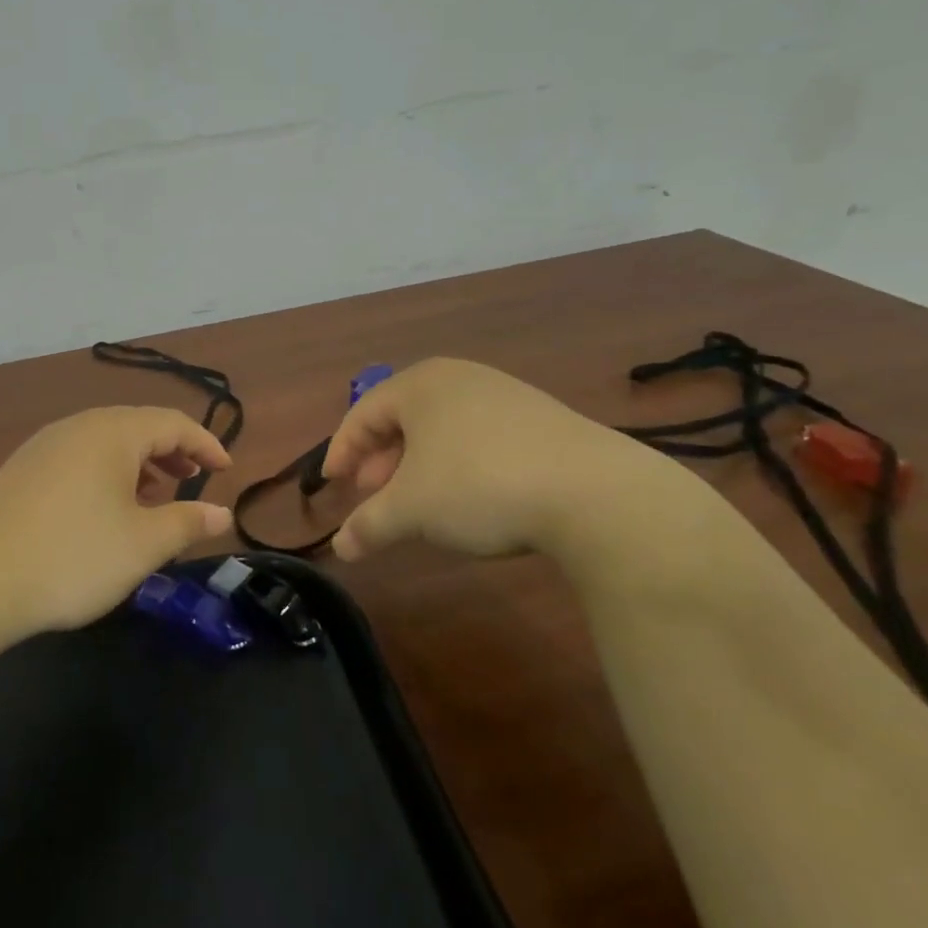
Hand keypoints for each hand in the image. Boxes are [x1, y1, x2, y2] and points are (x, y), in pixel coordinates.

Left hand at [0, 406, 234, 631]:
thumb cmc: (73, 555)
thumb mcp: (143, 544)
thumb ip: (187, 522)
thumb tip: (221, 513)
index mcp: (112, 432)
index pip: (172, 422)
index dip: (205, 443)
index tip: (226, 469)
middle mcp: (78, 426)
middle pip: (137, 426)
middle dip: (172, 450)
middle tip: (192, 478)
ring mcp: (44, 446)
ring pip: (105, 442)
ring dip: (138, 463)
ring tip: (154, 494)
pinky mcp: (21, 470)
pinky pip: (78, 458)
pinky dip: (106, 473)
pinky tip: (104, 508)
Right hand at [321, 357, 644, 561]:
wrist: (595, 493)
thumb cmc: (480, 486)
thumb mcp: (412, 510)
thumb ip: (368, 525)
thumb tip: (341, 549)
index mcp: (420, 384)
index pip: (363, 413)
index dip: (342, 451)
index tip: (332, 485)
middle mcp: (459, 378)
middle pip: (402, 418)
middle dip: (381, 461)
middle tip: (373, 497)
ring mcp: (503, 394)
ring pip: (441, 429)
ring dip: (418, 465)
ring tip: (418, 503)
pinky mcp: (539, 418)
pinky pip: (477, 436)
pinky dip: (457, 464)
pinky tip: (468, 498)